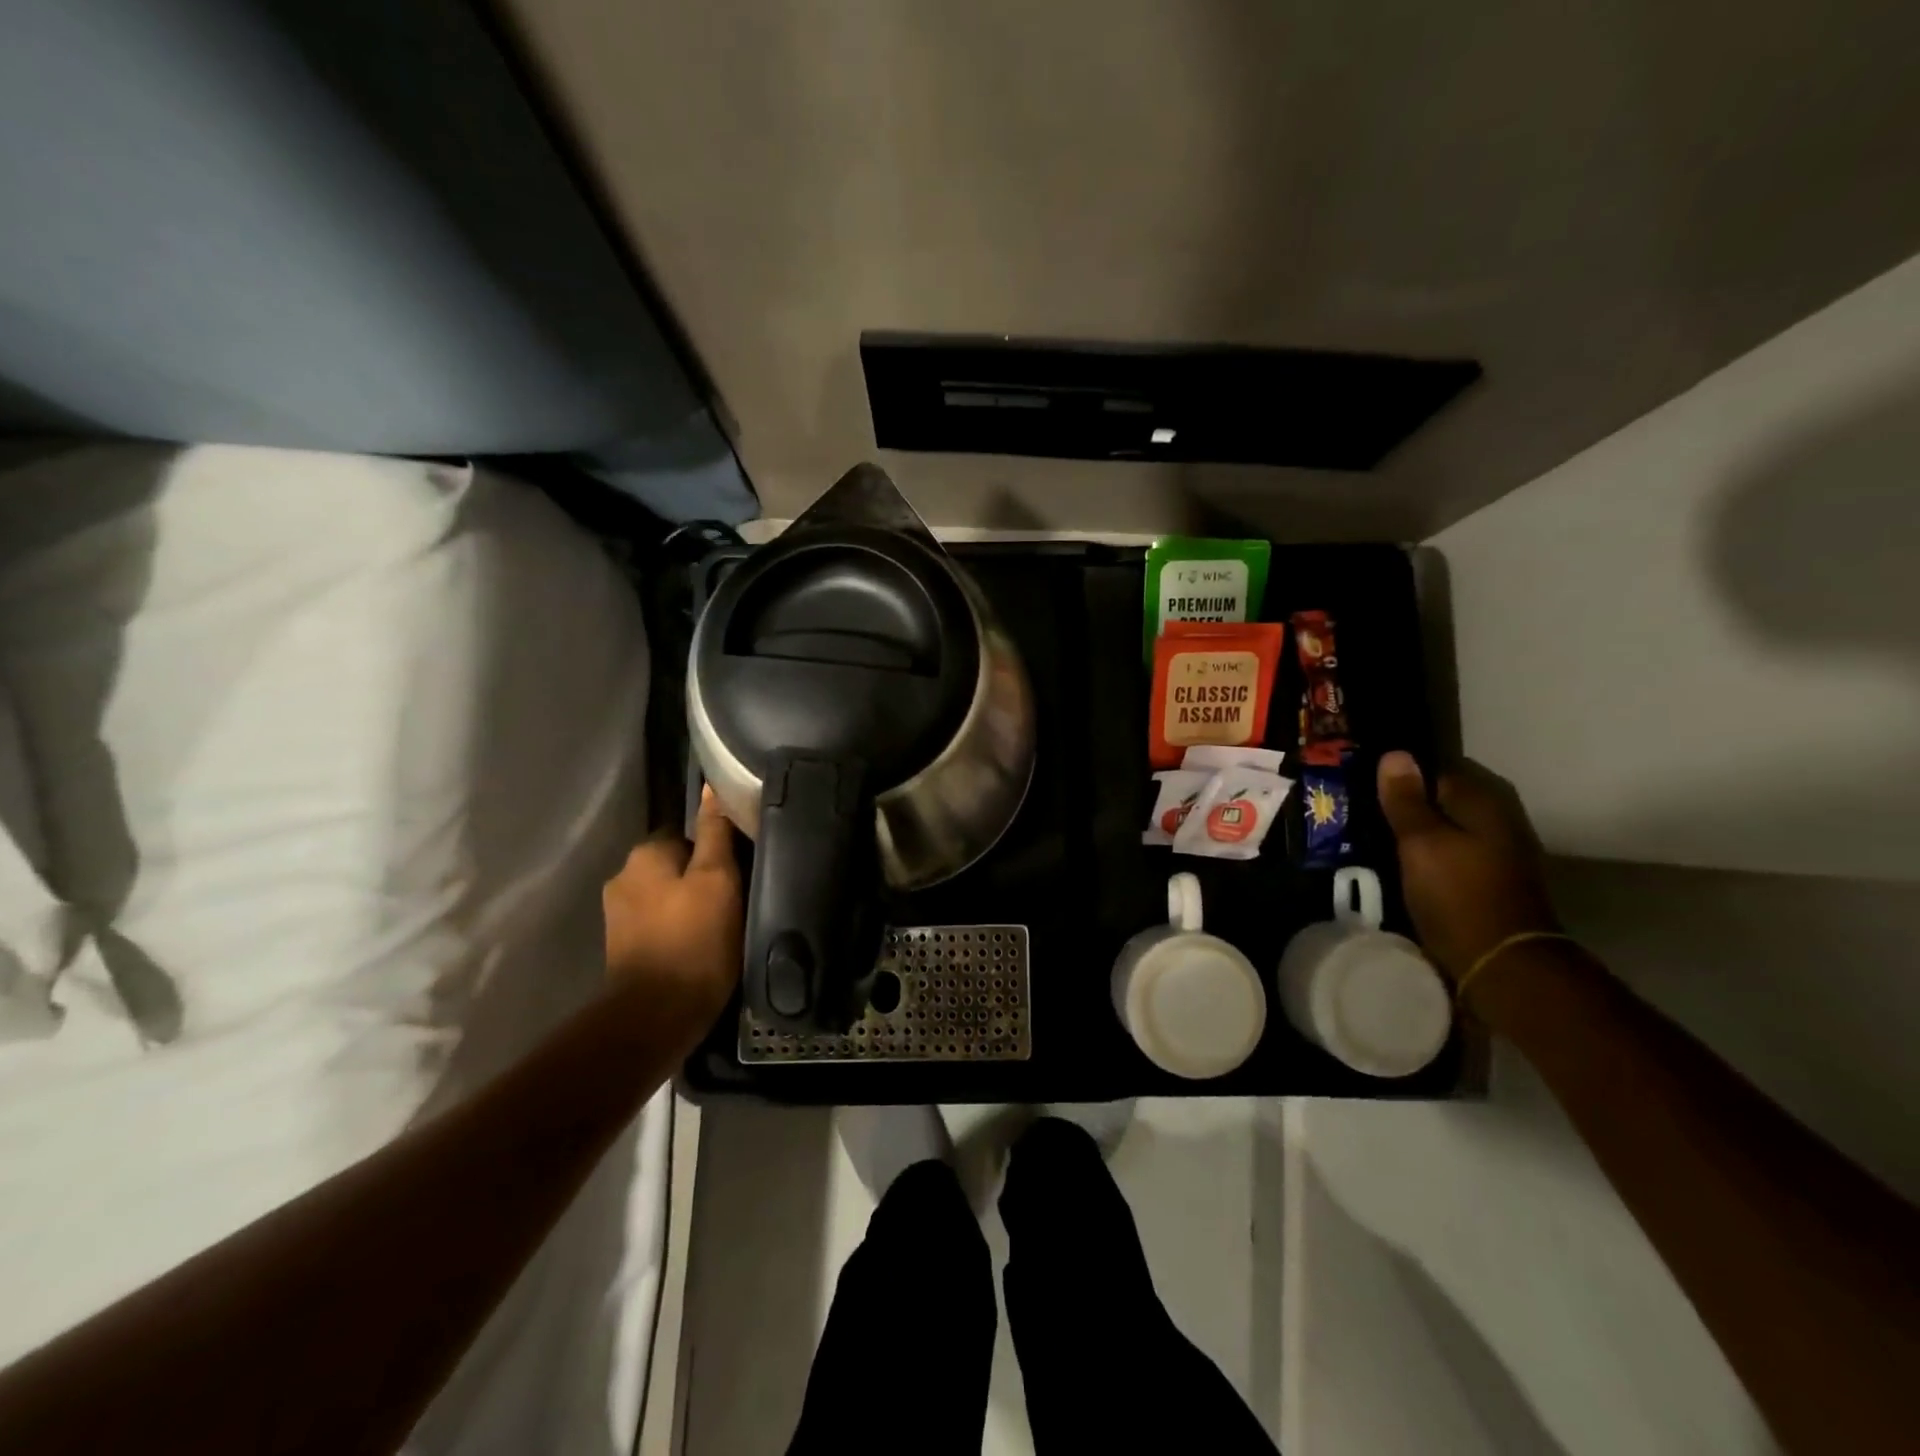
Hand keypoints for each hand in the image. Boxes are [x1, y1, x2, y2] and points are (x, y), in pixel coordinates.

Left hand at [603, 788, 742, 1019]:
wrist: (657, 1016)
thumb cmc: (695, 939)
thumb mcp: (718, 879)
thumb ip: (715, 833)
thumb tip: (712, 788)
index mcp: (644, 854)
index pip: (687, 833)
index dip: (716, 848)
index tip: (739, 867)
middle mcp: (623, 877)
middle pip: (675, 864)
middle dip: (700, 876)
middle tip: (735, 897)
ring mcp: (618, 916)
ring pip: (667, 895)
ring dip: (689, 903)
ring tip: (721, 922)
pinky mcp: (623, 948)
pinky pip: (660, 923)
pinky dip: (678, 928)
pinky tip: (700, 944)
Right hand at [1375, 751, 1559, 984]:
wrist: (1502, 963)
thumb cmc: (1458, 894)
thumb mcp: (1420, 842)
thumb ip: (1406, 799)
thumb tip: (1395, 754)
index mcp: (1484, 799)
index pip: (1436, 767)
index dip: (1400, 774)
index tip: (1363, 784)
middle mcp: (1498, 816)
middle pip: (1443, 797)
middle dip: (1407, 801)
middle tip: (1362, 809)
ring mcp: (1499, 849)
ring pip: (1447, 825)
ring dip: (1416, 828)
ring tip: (1373, 834)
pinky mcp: (1490, 877)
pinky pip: (1451, 849)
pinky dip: (1428, 851)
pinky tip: (1401, 861)